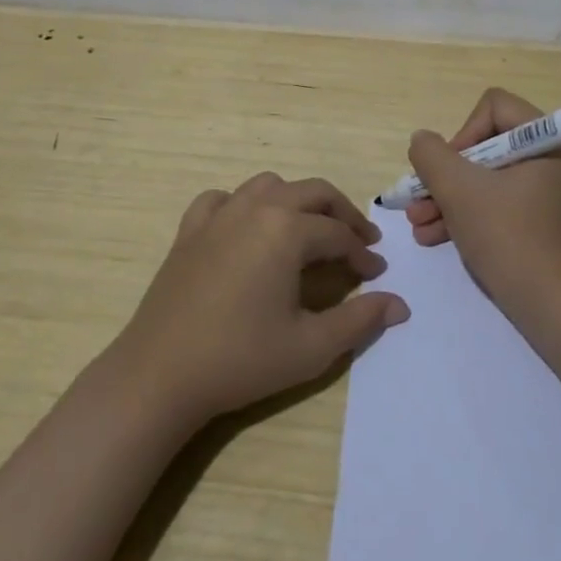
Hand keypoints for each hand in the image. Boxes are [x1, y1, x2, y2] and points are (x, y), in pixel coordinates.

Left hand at [112, 173, 409, 423]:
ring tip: (309, 230)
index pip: (338, 234)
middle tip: (359, 241)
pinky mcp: (190, 230)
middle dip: (342, 214)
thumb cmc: (241, 359)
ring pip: (269, 186)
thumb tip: (400, 305)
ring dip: (297, 201)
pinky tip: (247, 229)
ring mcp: (218, 215)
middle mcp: (256, 208)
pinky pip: (223, 199)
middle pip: (312, 193)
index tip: (377, 274)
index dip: (362, 254)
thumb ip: (360, 321)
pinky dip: (244, 205)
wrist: (160, 375)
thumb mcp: (311, 346)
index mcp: (287, 230)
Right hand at [405, 88, 560, 321]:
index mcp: (545, 141)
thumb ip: (431, 156)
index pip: (494, 107)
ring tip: (416, 223)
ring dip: (446, 198)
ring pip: (483, 178)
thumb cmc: (506, 236)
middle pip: (484, 146)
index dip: (463, 133)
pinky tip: (430, 236)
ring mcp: (542, 192)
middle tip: (418, 199)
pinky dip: (463, 215)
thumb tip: (422, 141)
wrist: (547, 305)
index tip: (448, 169)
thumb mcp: (459, 190)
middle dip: (445, 175)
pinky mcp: (534, 220)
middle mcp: (548, 159)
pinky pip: (493, 203)